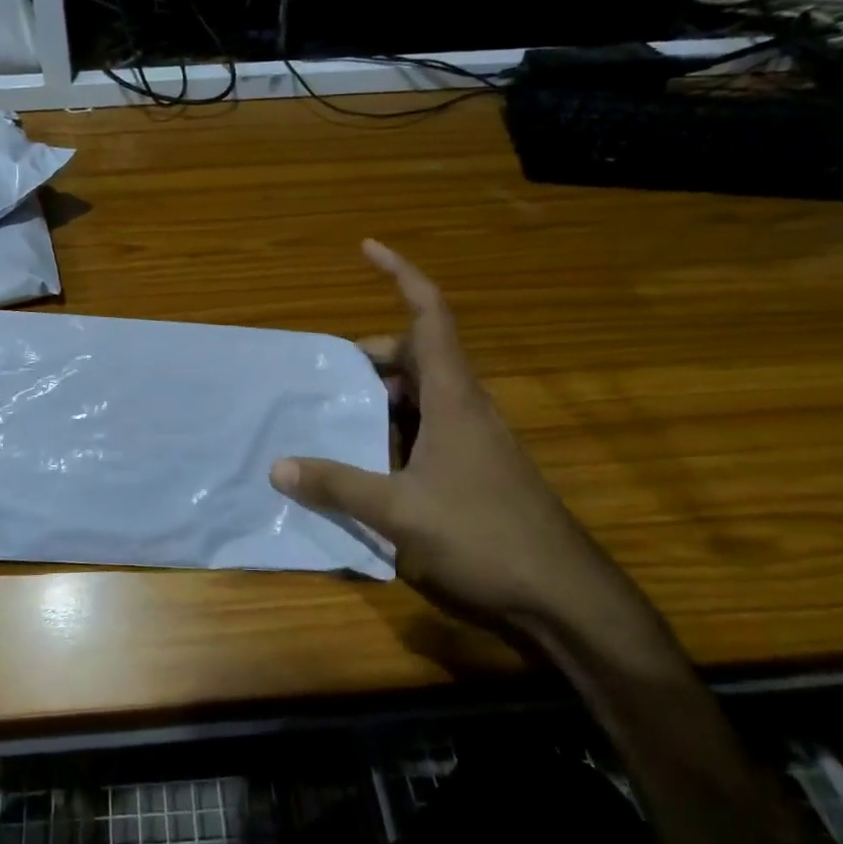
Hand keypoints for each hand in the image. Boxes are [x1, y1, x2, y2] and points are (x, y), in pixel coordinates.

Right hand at [271, 240, 624, 629]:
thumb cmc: (483, 536)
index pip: (430, 314)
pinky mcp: (476, 469)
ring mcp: (475, 439)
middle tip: (330, 376)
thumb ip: (337, 485)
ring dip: (382, 399)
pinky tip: (369, 463)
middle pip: (418, 354)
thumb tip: (278, 467)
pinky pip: (428, 430)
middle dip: (374, 355)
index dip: (400, 274)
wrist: (564, 597)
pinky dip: (396, 432)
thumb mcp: (399, 511)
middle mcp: (466, 407)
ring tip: (339, 419)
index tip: (367, 247)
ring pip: (422, 396)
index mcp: (453, 397)